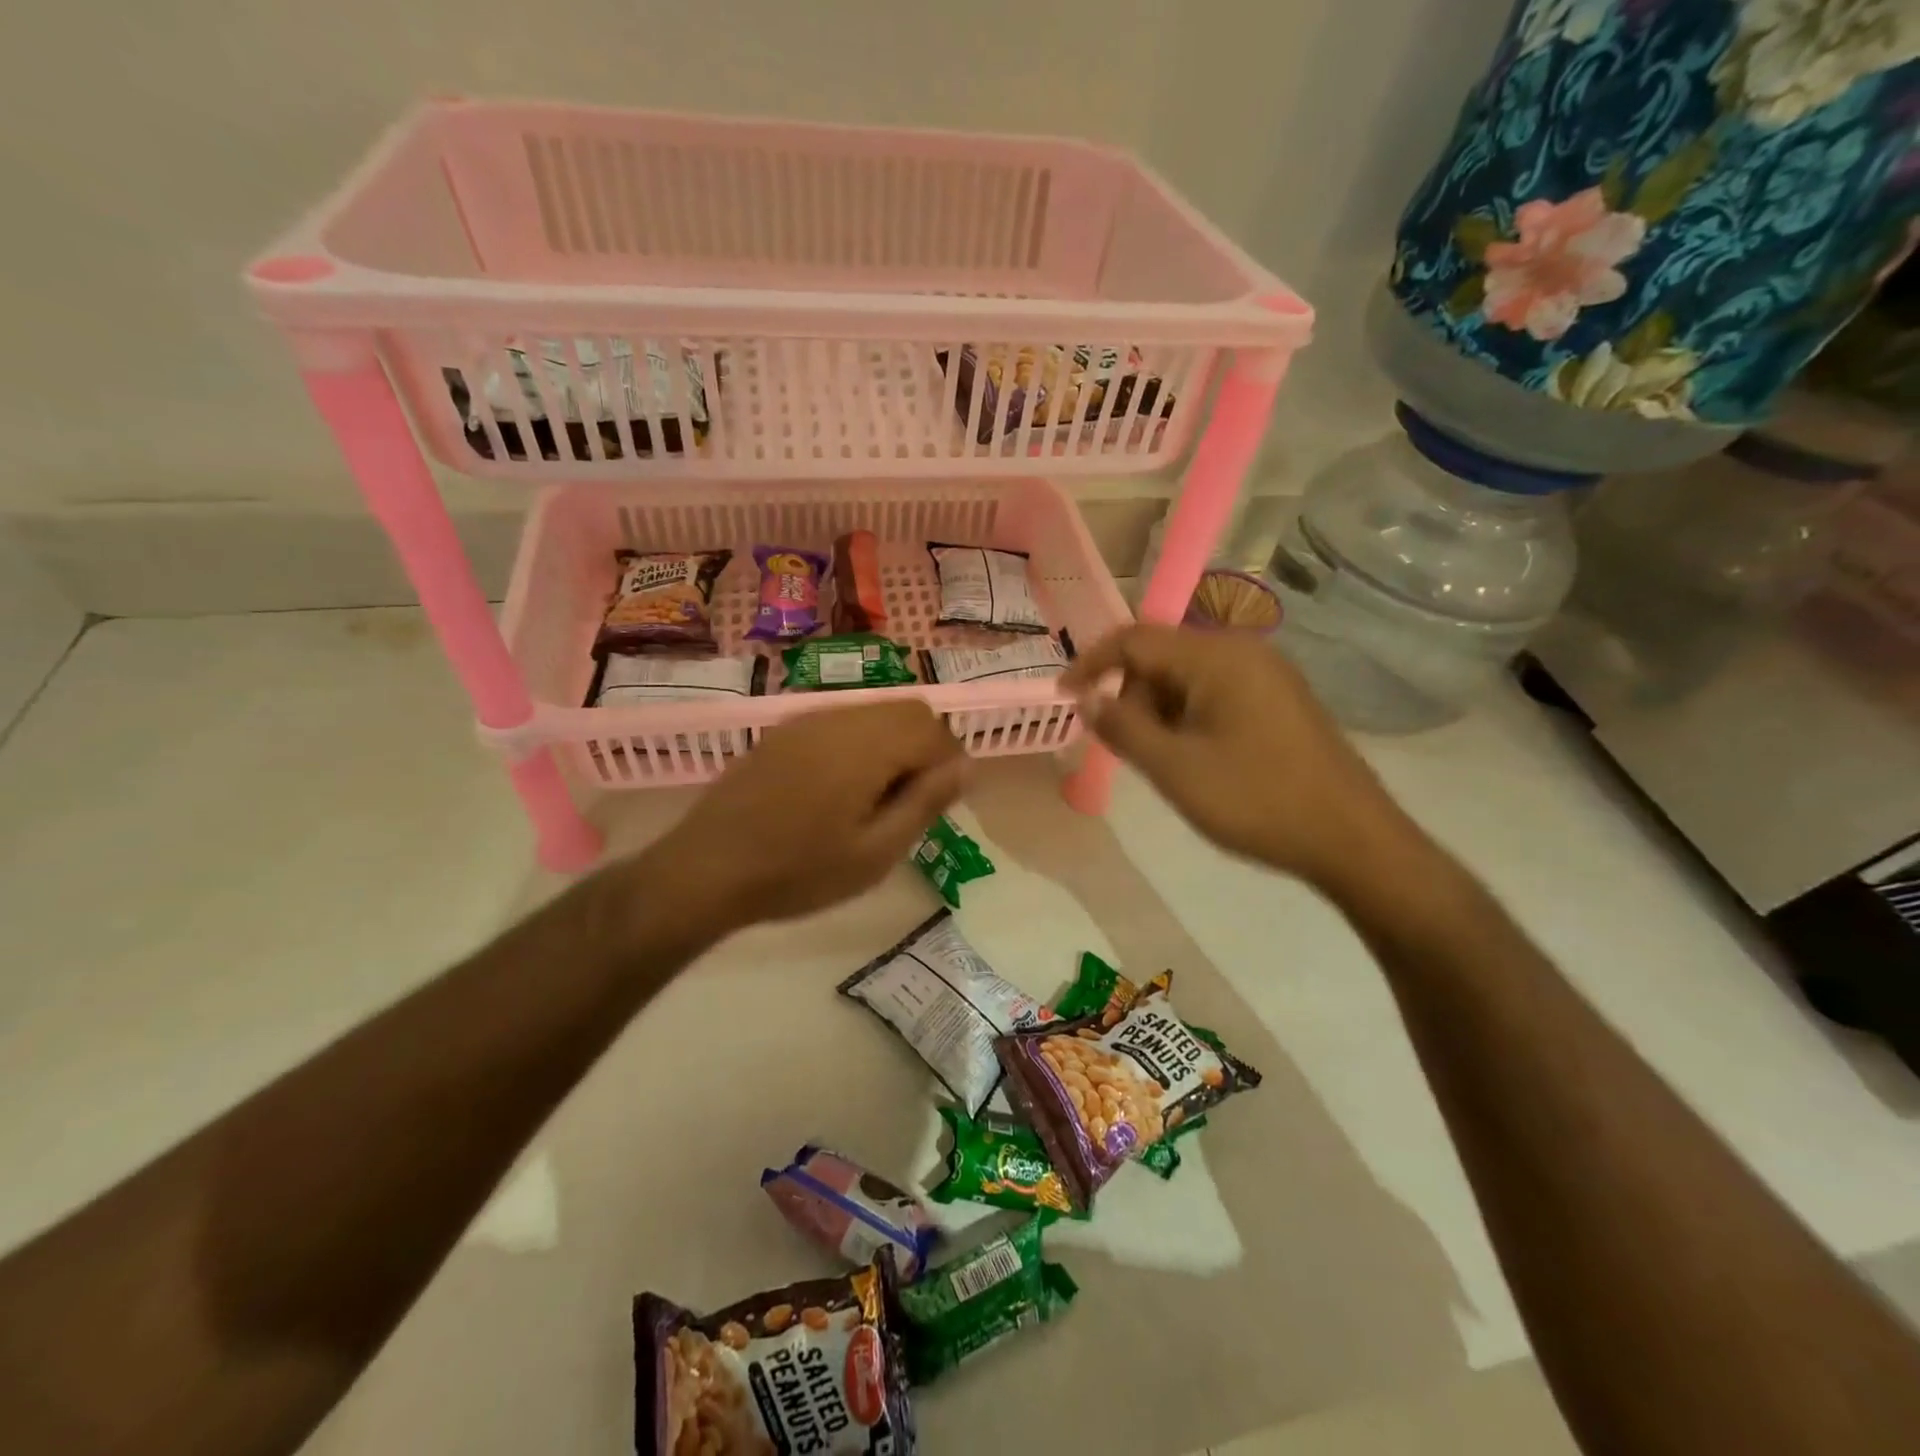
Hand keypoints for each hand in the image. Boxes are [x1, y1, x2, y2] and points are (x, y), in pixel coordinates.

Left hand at [646, 699, 967, 930]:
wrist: (705, 870)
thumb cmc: (798, 872)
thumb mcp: (875, 852)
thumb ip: (926, 802)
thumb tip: (967, 765)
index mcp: (866, 745)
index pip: (932, 729)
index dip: (948, 763)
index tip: (937, 805)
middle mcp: (838, 718)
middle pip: (906, 711)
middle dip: (924, 748)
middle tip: (908, 804)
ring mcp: (806, 721)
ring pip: (873, 713)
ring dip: (891, 745)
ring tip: (873, 801)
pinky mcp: (783, 732)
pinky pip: (840, 722)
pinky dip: (859, 744)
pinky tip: (837, 791)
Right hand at [1063, 624, 1420, 892]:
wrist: (1353, 839)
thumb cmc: (1256, 801)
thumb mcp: (1174, 769)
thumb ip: (1122, 728)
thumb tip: (1087, 700)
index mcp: (1217, 657)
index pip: (1135, 639)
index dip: (1091, 664)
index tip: (1063, 696)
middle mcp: (1244, 652)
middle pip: (1162, 656)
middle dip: (1131, 695)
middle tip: (1123, 747)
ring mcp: (1268, 675)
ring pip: (1189, 677)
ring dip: (1160, 711)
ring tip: (1162, 762)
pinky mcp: (1281, 701)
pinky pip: (1217, 693)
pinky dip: (1189, 718)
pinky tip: (1195, 759)